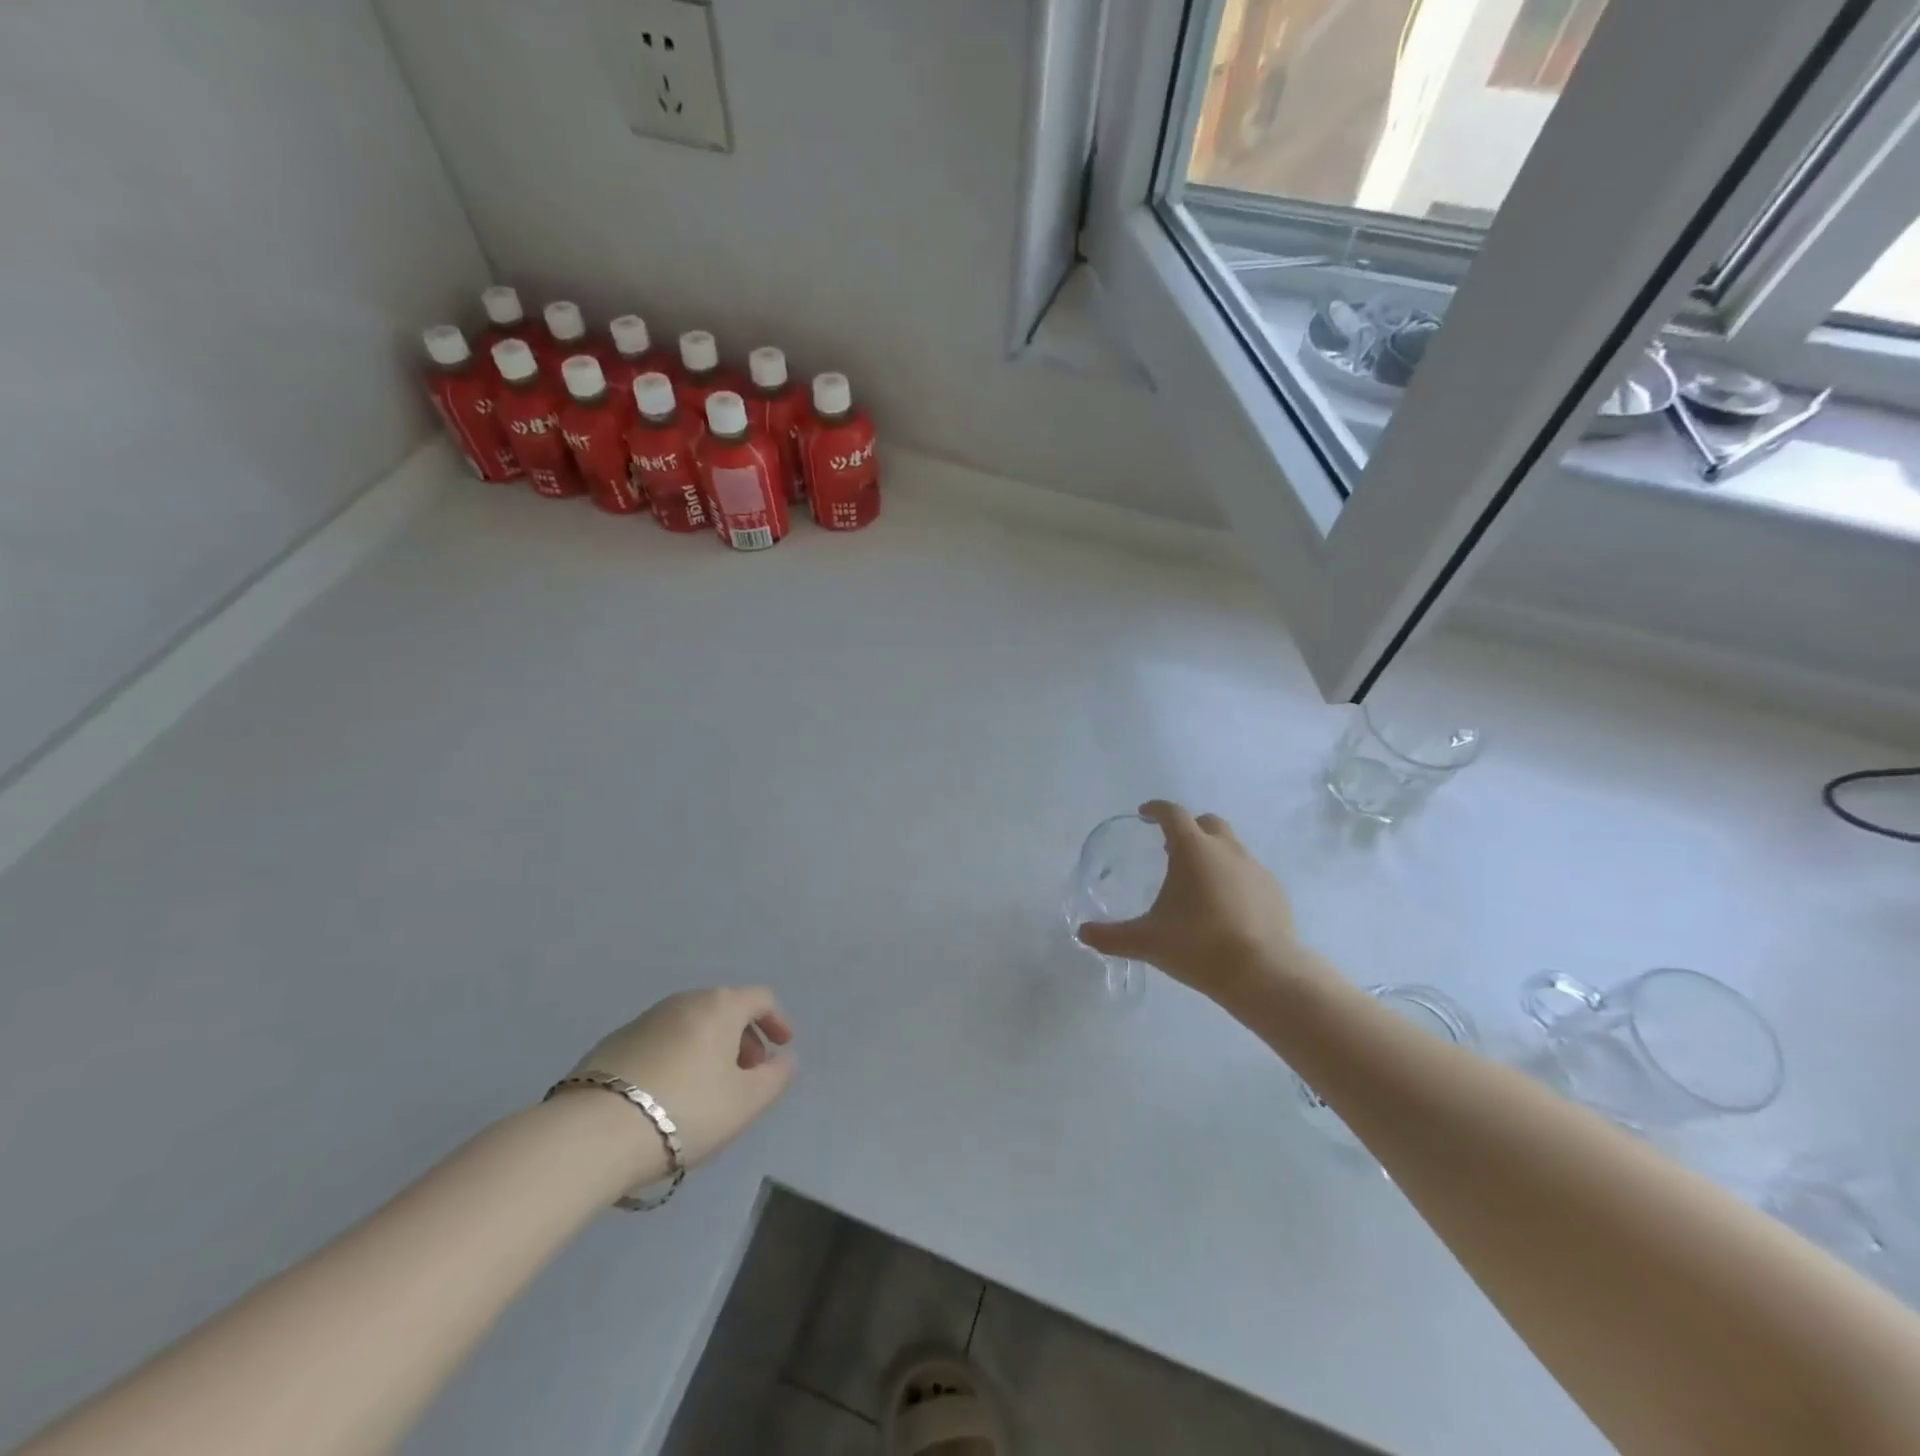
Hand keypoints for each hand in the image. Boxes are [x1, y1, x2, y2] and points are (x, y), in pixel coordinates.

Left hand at [568, 987, 795, 1169]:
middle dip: (743, 1038)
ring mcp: (644, 1020)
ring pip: (691, 1025)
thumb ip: (775, 1078)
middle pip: (725, 1009)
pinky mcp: (613, 1043)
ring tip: (709, 1089)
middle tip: (748, 1074)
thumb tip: (783, 1060)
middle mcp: (683, 1001)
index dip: (777, 1020)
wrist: (593, 1133)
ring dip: (709, 1048)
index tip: (782, 1047)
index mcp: (720, 1006)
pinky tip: (669, 1095)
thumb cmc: (685, 1110)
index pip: (760, 998)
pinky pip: (662, 1042)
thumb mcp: (745, 1102)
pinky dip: (678, 1057)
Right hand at [1077, 801, 1311, 1008]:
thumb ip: (1111, 936)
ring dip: (1213, 853)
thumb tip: (1082, 933)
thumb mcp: (1147, 942)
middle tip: (1171, 848)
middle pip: (1207, 823)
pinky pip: (1249, 873)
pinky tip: (1226, 907)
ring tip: (1198, 882)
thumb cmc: (1199, 946)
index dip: (1156, 810)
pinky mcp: (1275, 891)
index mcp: (1193, 850)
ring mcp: (1255, 868)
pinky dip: (1234, 878)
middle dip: (1189, 828)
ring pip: (1231, 847)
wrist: (1264, 973)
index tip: (1145, 814)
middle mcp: (1226, 850)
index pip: (1173, 814)